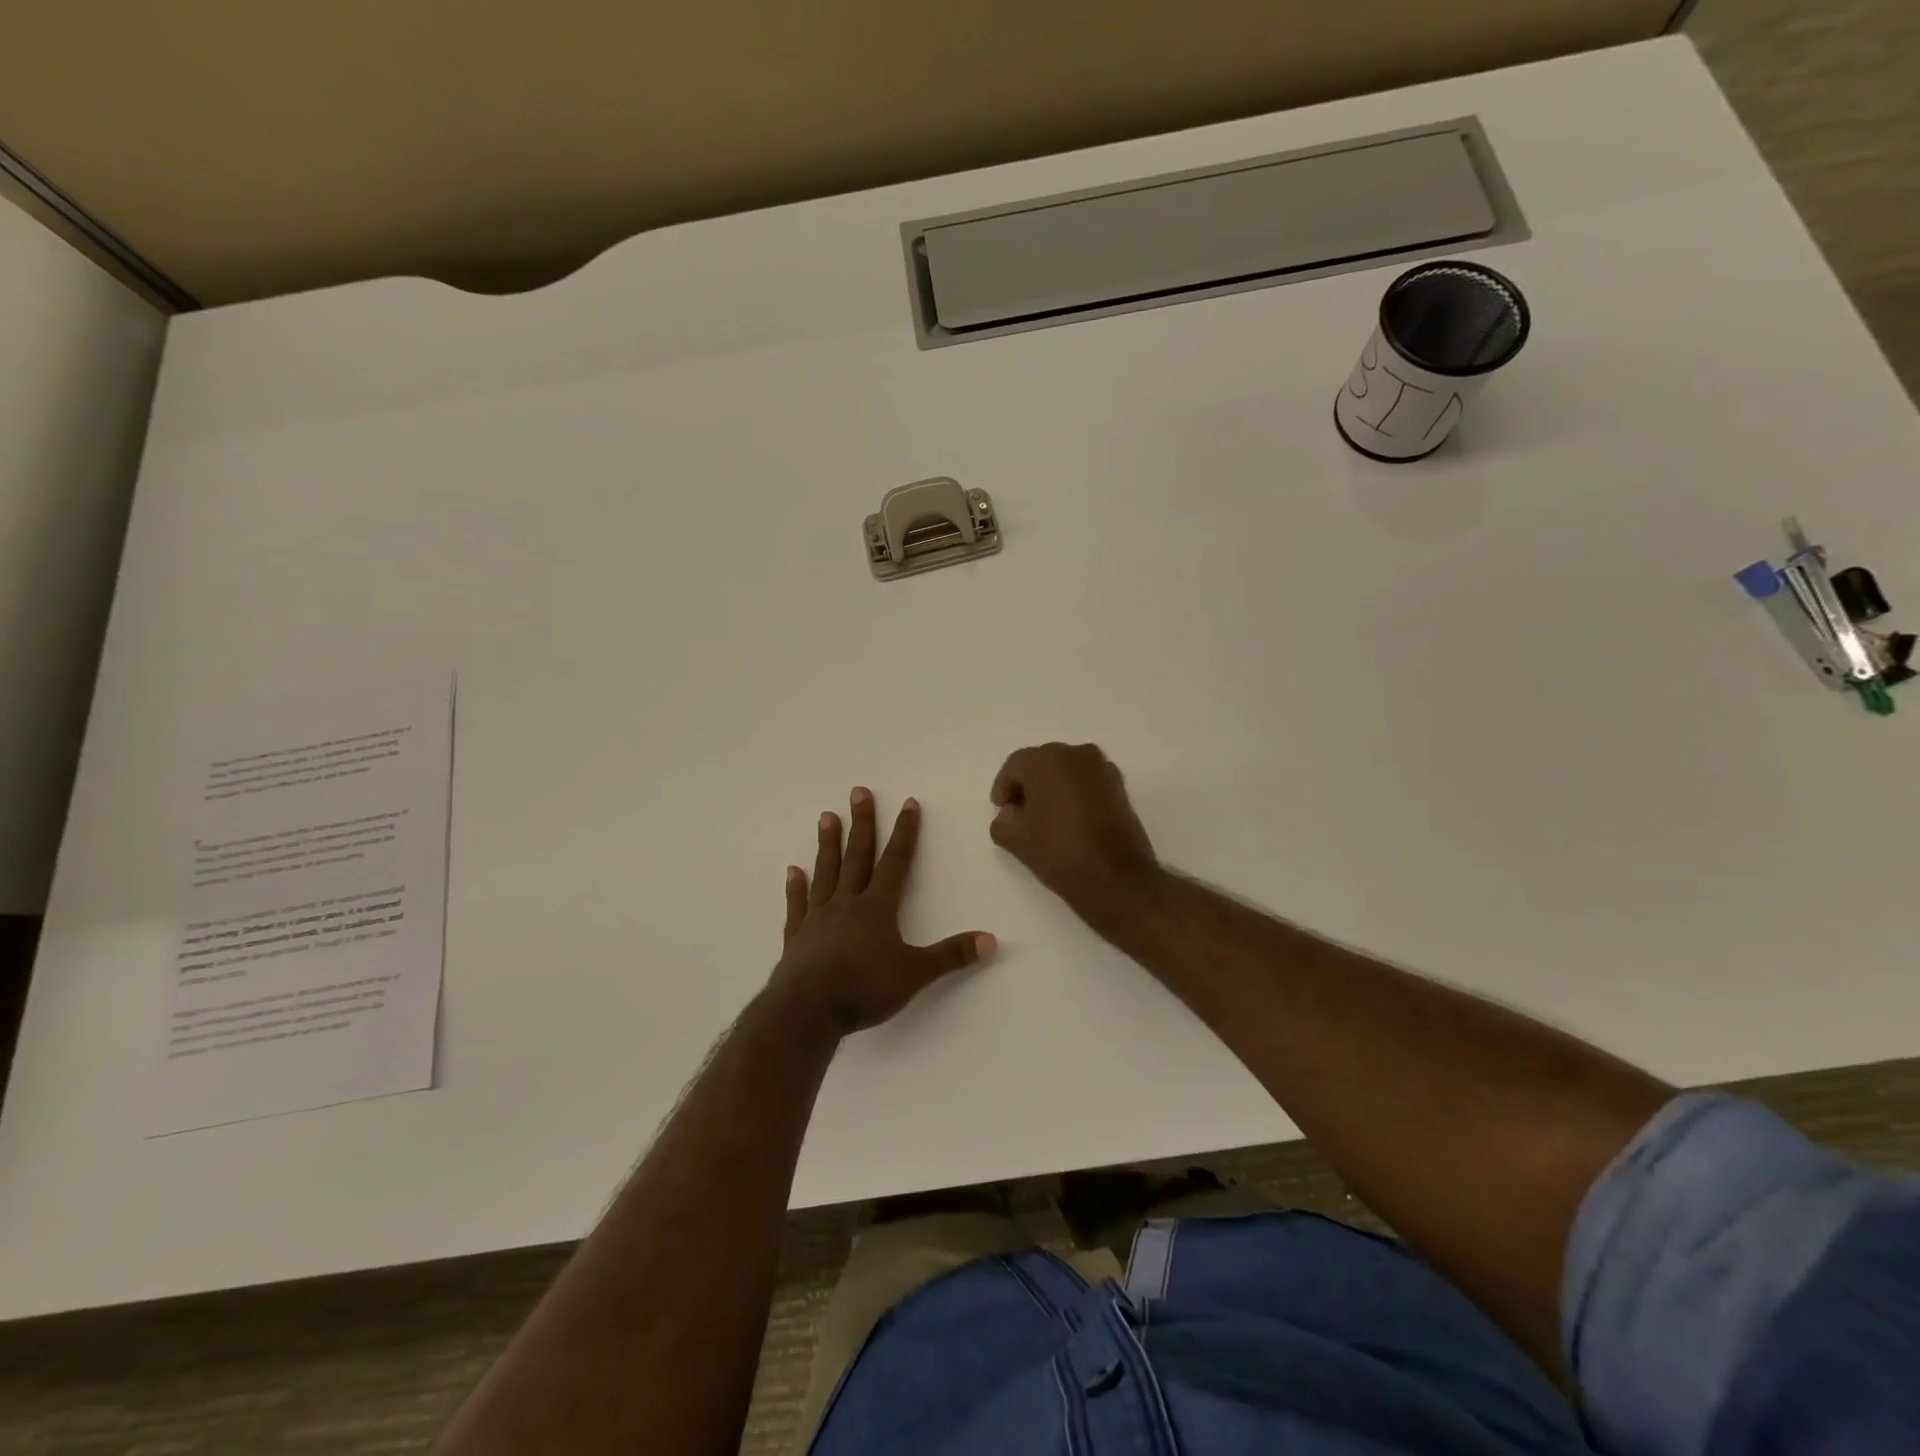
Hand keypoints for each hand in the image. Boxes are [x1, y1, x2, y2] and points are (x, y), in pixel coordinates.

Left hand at [767, 788, 995, 1036]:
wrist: (806, 1011)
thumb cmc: (864, 988)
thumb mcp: (915, 974)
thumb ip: (951, 956)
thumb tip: (991, 940)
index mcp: (877, 908)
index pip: (895, 862)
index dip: (905, 832)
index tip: (908, 803)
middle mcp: (847, 903)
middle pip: (857, 856)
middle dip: (862, 823)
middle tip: (858, 792)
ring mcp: (818, 918)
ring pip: (826, 872)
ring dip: (828, 844)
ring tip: (827, 817)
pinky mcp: (796, 937)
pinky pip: (798, 905)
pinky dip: (796, 888)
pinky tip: (793, 871)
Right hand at [989, 743, 1159, 923]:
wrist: (1116, 877)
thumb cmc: (1060, 852)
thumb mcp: (1015, 839)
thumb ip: (1002, 819)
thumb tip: (1012, 812)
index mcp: (1046, 761)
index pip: (1015, 766)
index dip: (1004, 788)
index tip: (1002, 810)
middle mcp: (1076, 754)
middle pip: (1042, 763)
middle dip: (1029, 784)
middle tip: (1021, 812)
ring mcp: (1102, 768)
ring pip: (1067, 769)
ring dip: (1053, 786)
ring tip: (1046, 816)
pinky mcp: (1119, 785)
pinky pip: (1087, 780)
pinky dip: (1075, 791)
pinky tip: (1071, 817)